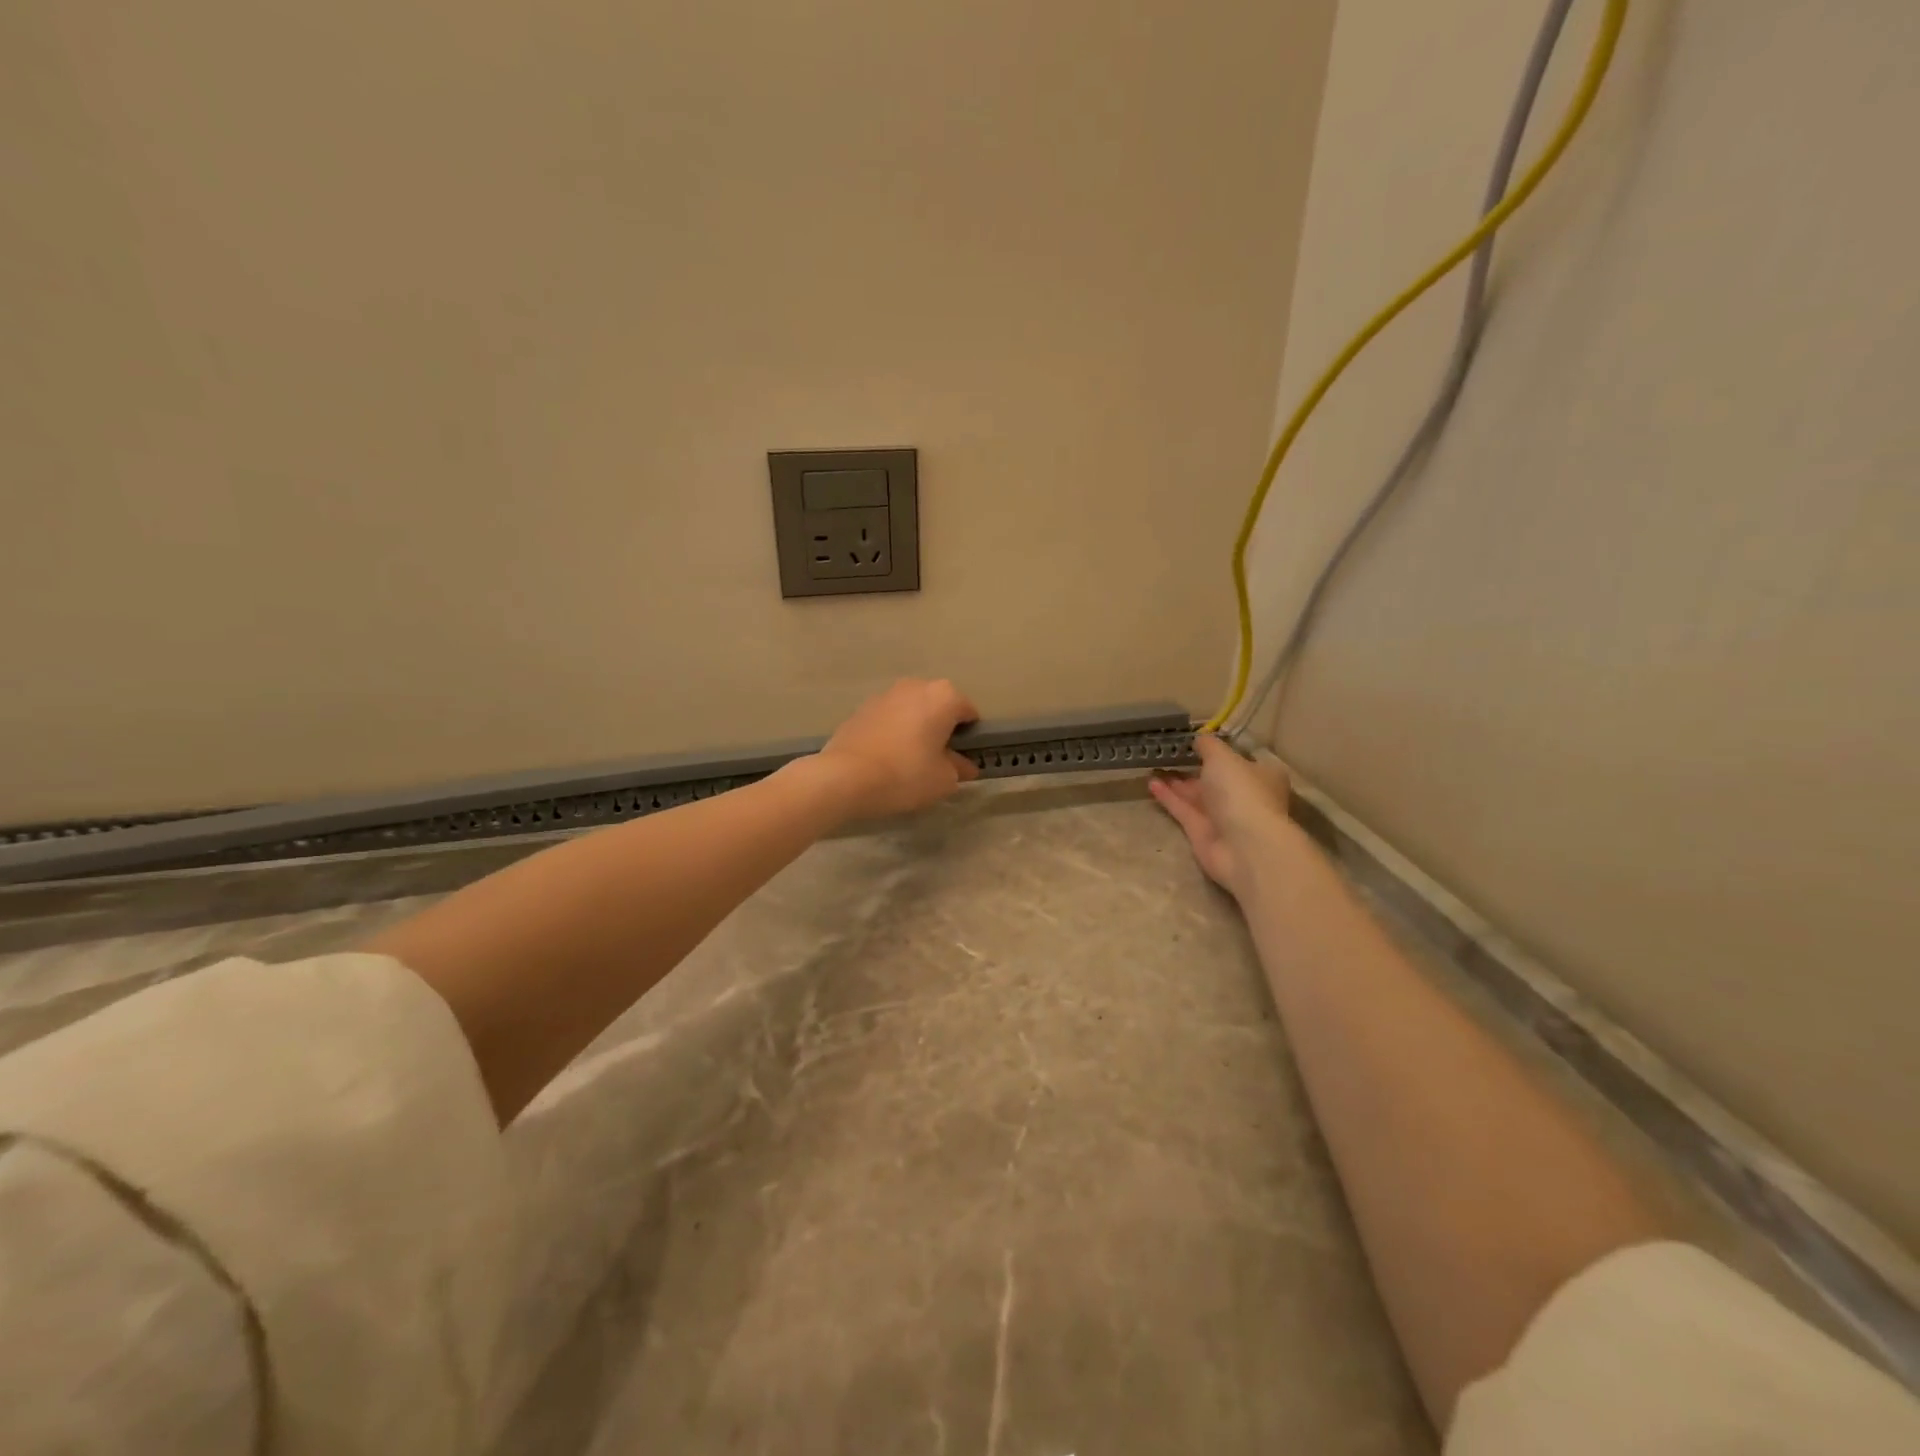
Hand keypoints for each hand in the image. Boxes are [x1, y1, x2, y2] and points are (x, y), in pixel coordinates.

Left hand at [815, 678, 980, 819]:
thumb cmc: (906, 774)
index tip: (963, 759)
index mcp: (943, 696)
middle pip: (938, 707)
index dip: (970, 737)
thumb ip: (959, 769)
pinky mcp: (861, 708)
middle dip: (941, 728)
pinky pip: (888, 719)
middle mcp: (915, 686)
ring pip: (912, 711)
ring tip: (909, 760)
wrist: (845, 776)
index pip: (969, 713)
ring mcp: (885, 694)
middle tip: (938, 759)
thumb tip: (963, 765)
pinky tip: (886, 758)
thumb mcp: (943, 780)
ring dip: (915, 728)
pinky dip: (892, 732)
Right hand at [1148, 735, 1292, 895]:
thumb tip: (1199, 739)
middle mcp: (1244, 795)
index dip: (1221, 751)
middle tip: (1169, 754)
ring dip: (1177, 782)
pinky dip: (1169, 798)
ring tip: (1153, 766)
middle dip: (1194, 767)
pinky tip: (1151, 783)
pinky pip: (1184, 810)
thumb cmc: (1241, 792)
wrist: (1244, 846)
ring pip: (1197, 795)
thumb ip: (1208, 746)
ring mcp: (1223, 816)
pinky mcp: (1203, 833)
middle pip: (1216, 778)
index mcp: (1261, 775)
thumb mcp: (1223, 757)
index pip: (1240, 760)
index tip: (1197, 742)